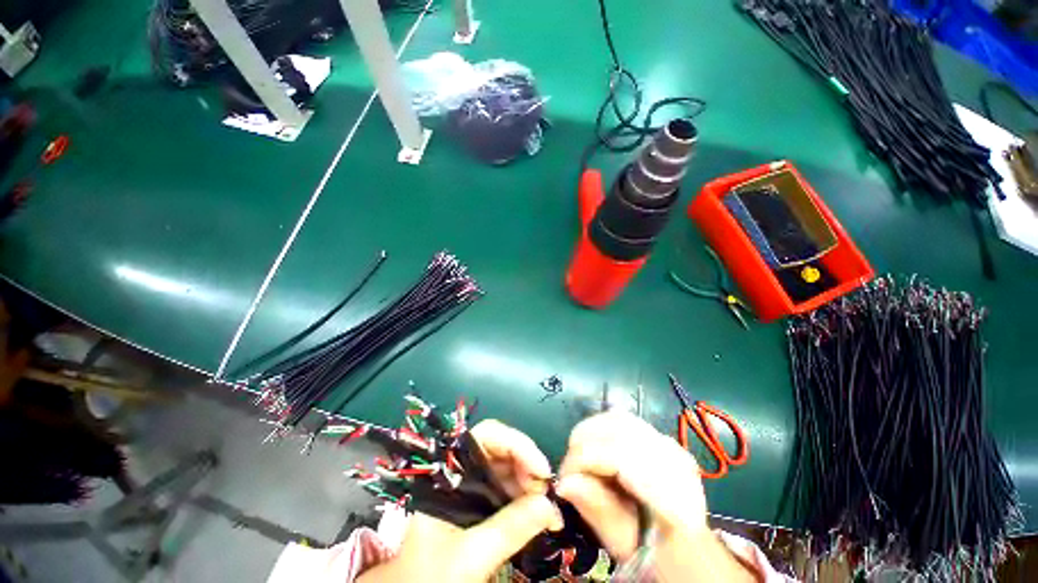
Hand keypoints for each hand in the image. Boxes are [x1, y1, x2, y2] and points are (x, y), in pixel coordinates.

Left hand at [358, 420, 562, 582]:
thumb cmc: (429, 577)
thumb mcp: (469, 556)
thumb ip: (510, 529)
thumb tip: (551, 505)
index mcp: (449, 473)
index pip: (486, 436)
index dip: (516, 444)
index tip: (541, 470)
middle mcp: (462, 472)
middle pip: (502, 450)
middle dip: (528, 466)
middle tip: (548, 495)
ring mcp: (472, 488)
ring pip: (509, 470)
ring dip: (531, 485)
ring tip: (549, 511)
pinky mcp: (481, 505)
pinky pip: (510, 491)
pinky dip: (527, 500)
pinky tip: (541, 516)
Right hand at [557, 411, 756, 581]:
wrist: (690, 550)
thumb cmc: (659, 556)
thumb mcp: (627, 546)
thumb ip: (600, 512)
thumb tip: (564, 483)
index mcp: (674, 491)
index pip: (620, 456)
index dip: (584, 460)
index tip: (563, 481)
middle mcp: (674, 458)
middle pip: (617, 429)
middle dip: (583, 444)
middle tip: (570, 471)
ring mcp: (669, 444)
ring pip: (618, 418)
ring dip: (590, 433)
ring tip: (581, 459)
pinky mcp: (661, 438)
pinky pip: (624, 420)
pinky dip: (602, 428)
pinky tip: (596, 448)